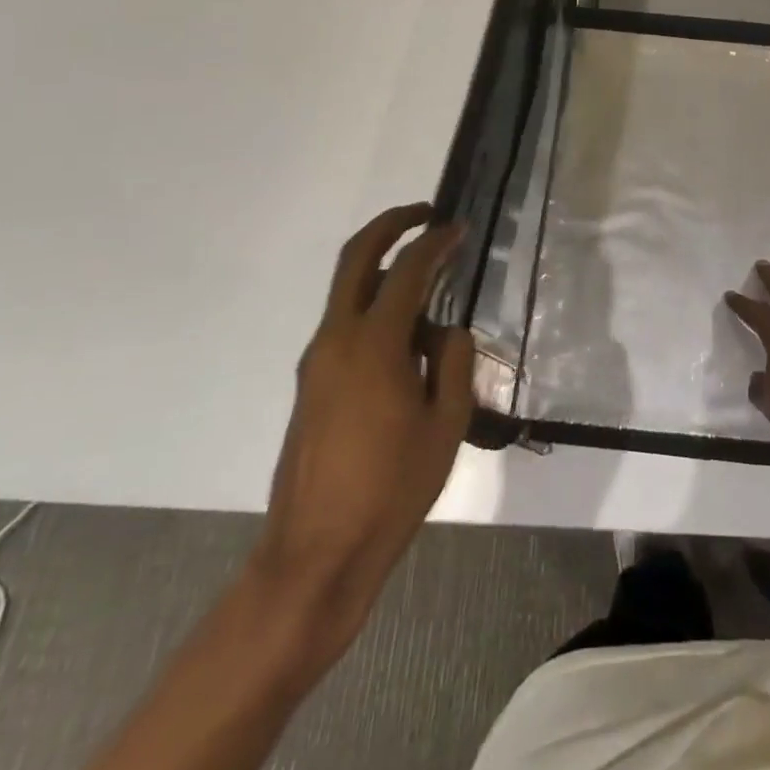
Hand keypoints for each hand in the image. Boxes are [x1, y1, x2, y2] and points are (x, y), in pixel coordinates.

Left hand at [250, 204, 473, 625]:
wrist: (315, 555)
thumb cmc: (391, 489)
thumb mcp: (446, 424)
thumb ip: (454, 363)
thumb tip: (448, 332)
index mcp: (373, 346)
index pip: (407, 272)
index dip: (435, 243)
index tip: (458, 228)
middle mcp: (336, 340)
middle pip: (356, 259)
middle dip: (390, 225)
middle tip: (424, 214)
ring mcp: (317, 362)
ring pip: (348, 292)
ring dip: (384, 271)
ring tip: (430, 288)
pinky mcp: (311, 385)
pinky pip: (345, 325)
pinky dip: (375, 309)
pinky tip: (408, 341)